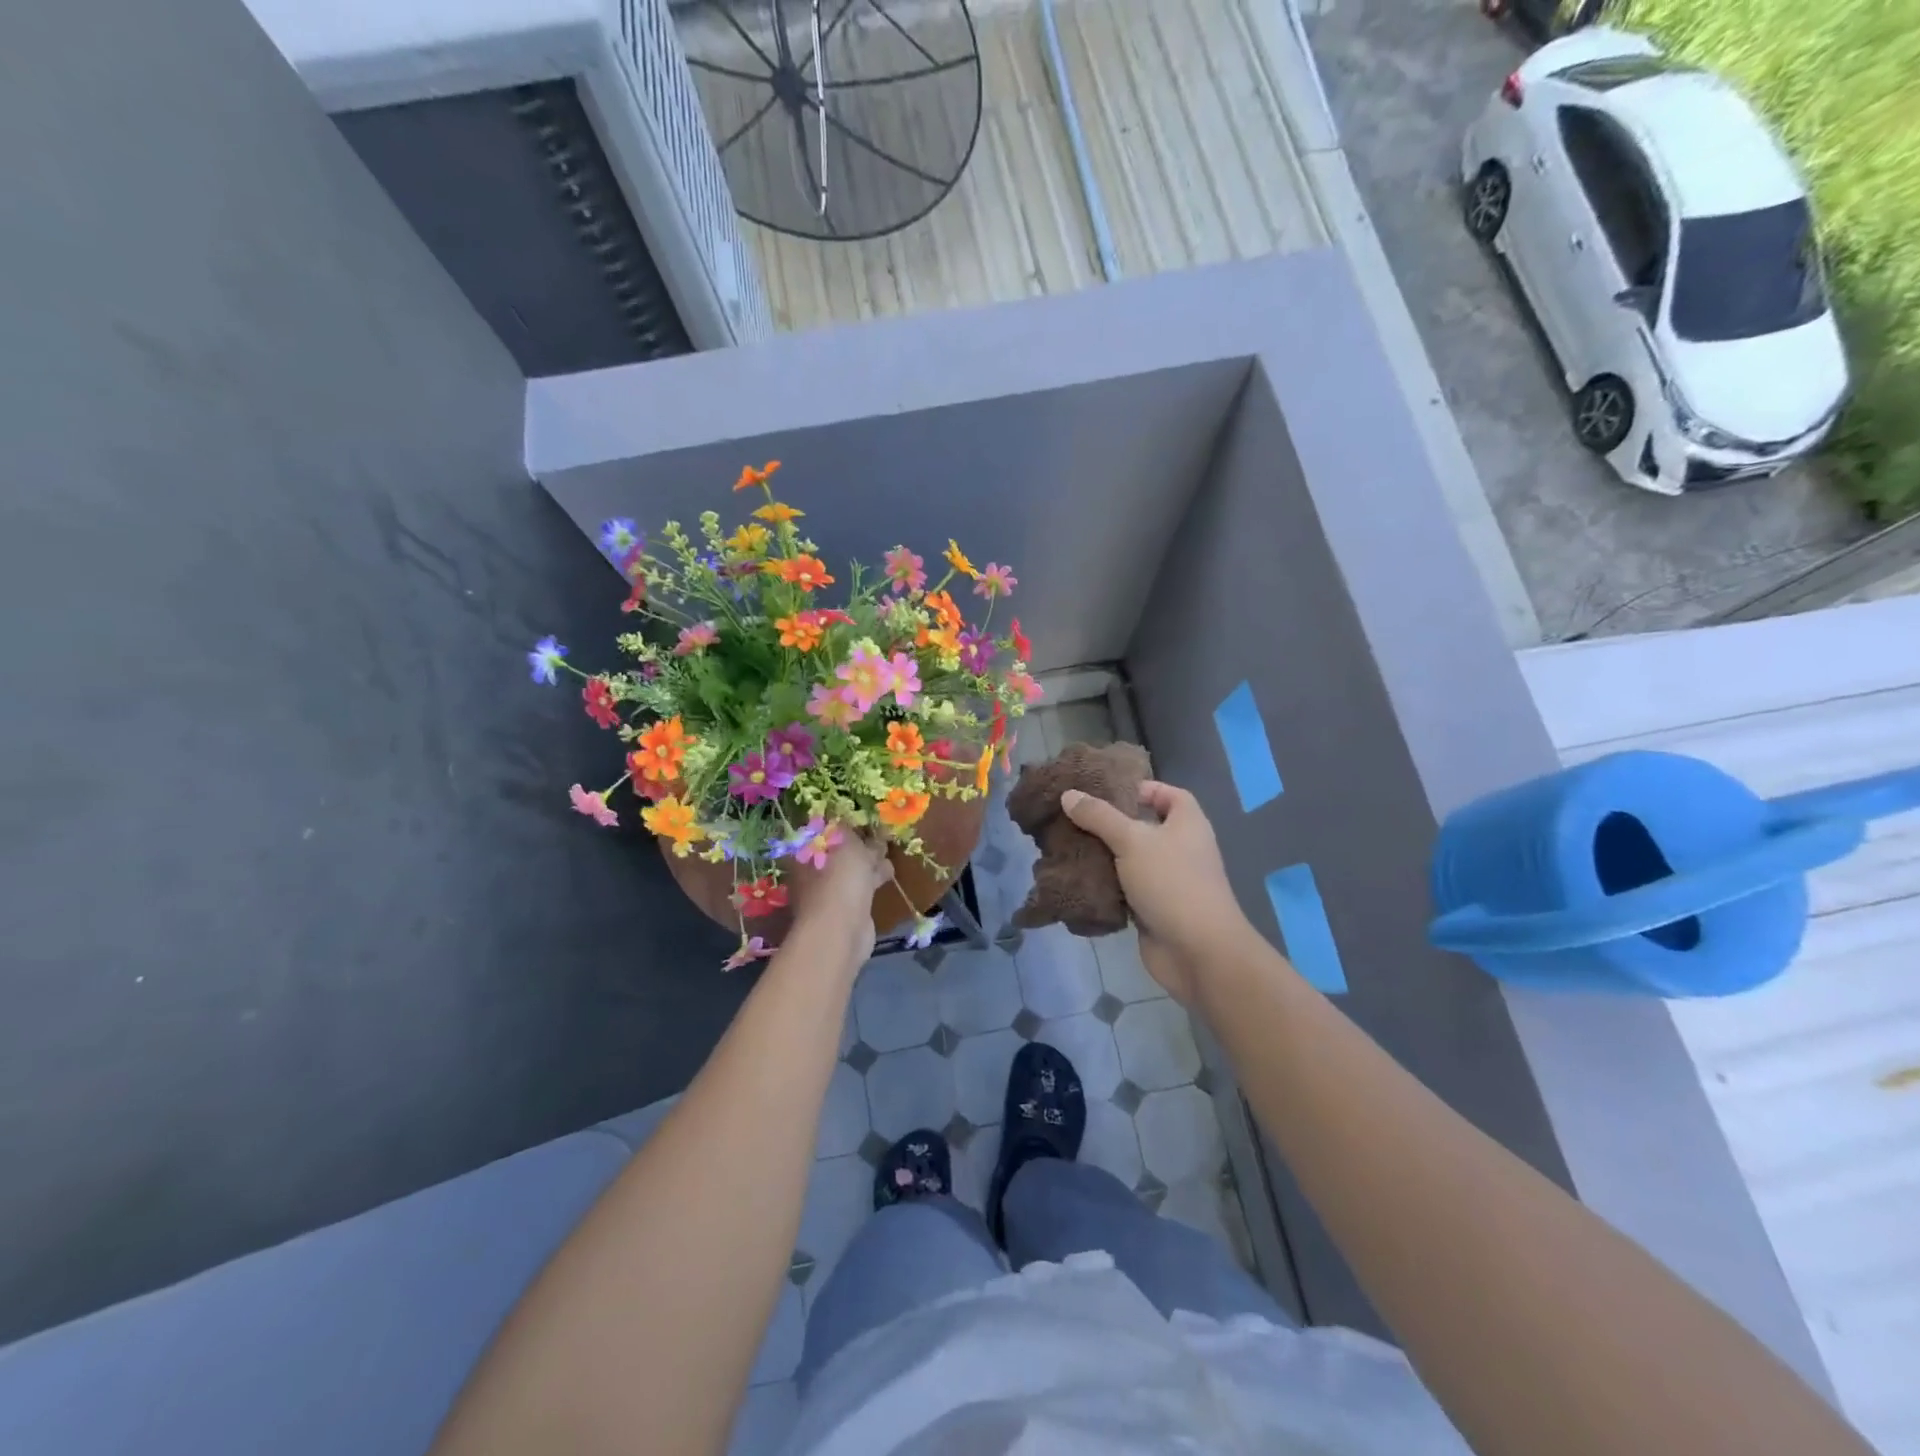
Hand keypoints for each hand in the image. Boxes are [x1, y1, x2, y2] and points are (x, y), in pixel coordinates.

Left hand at [784, 829, 891, 966]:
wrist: (841, 929)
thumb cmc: (838, 876)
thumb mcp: (846, 839)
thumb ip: (848, 827)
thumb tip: (847, 818)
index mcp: (804, 851)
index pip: (821, 830)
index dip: (840, 822)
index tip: (860, 816)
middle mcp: (812, 870)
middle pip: (838, 850)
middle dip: (858, 842)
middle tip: (878, 832)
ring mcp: (829, 890)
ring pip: (851, 869)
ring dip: (869, 860)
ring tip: (887, 850)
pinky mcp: (847, 908)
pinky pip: (861, 885)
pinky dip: (873, 878)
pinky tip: (887, 872)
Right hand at [1061, 781, 1251, 1002]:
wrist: (1198, 952)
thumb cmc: (1172, 883)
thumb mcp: (1132, 841)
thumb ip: (1099, 817)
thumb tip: (1068, 794)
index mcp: (1187, 823)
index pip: (1168, 794)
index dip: (1142, 789)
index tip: (1107, 792)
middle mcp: (1181, 848)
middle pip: (1143, 827)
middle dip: (1110, 823)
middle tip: (1073, 817)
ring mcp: (1168, 880)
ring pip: (1130, 860)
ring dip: (1103, 855)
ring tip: (1066, 845)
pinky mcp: (1153, 908)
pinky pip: (1125, 888)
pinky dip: (1105, 885)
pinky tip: (1076, 879)